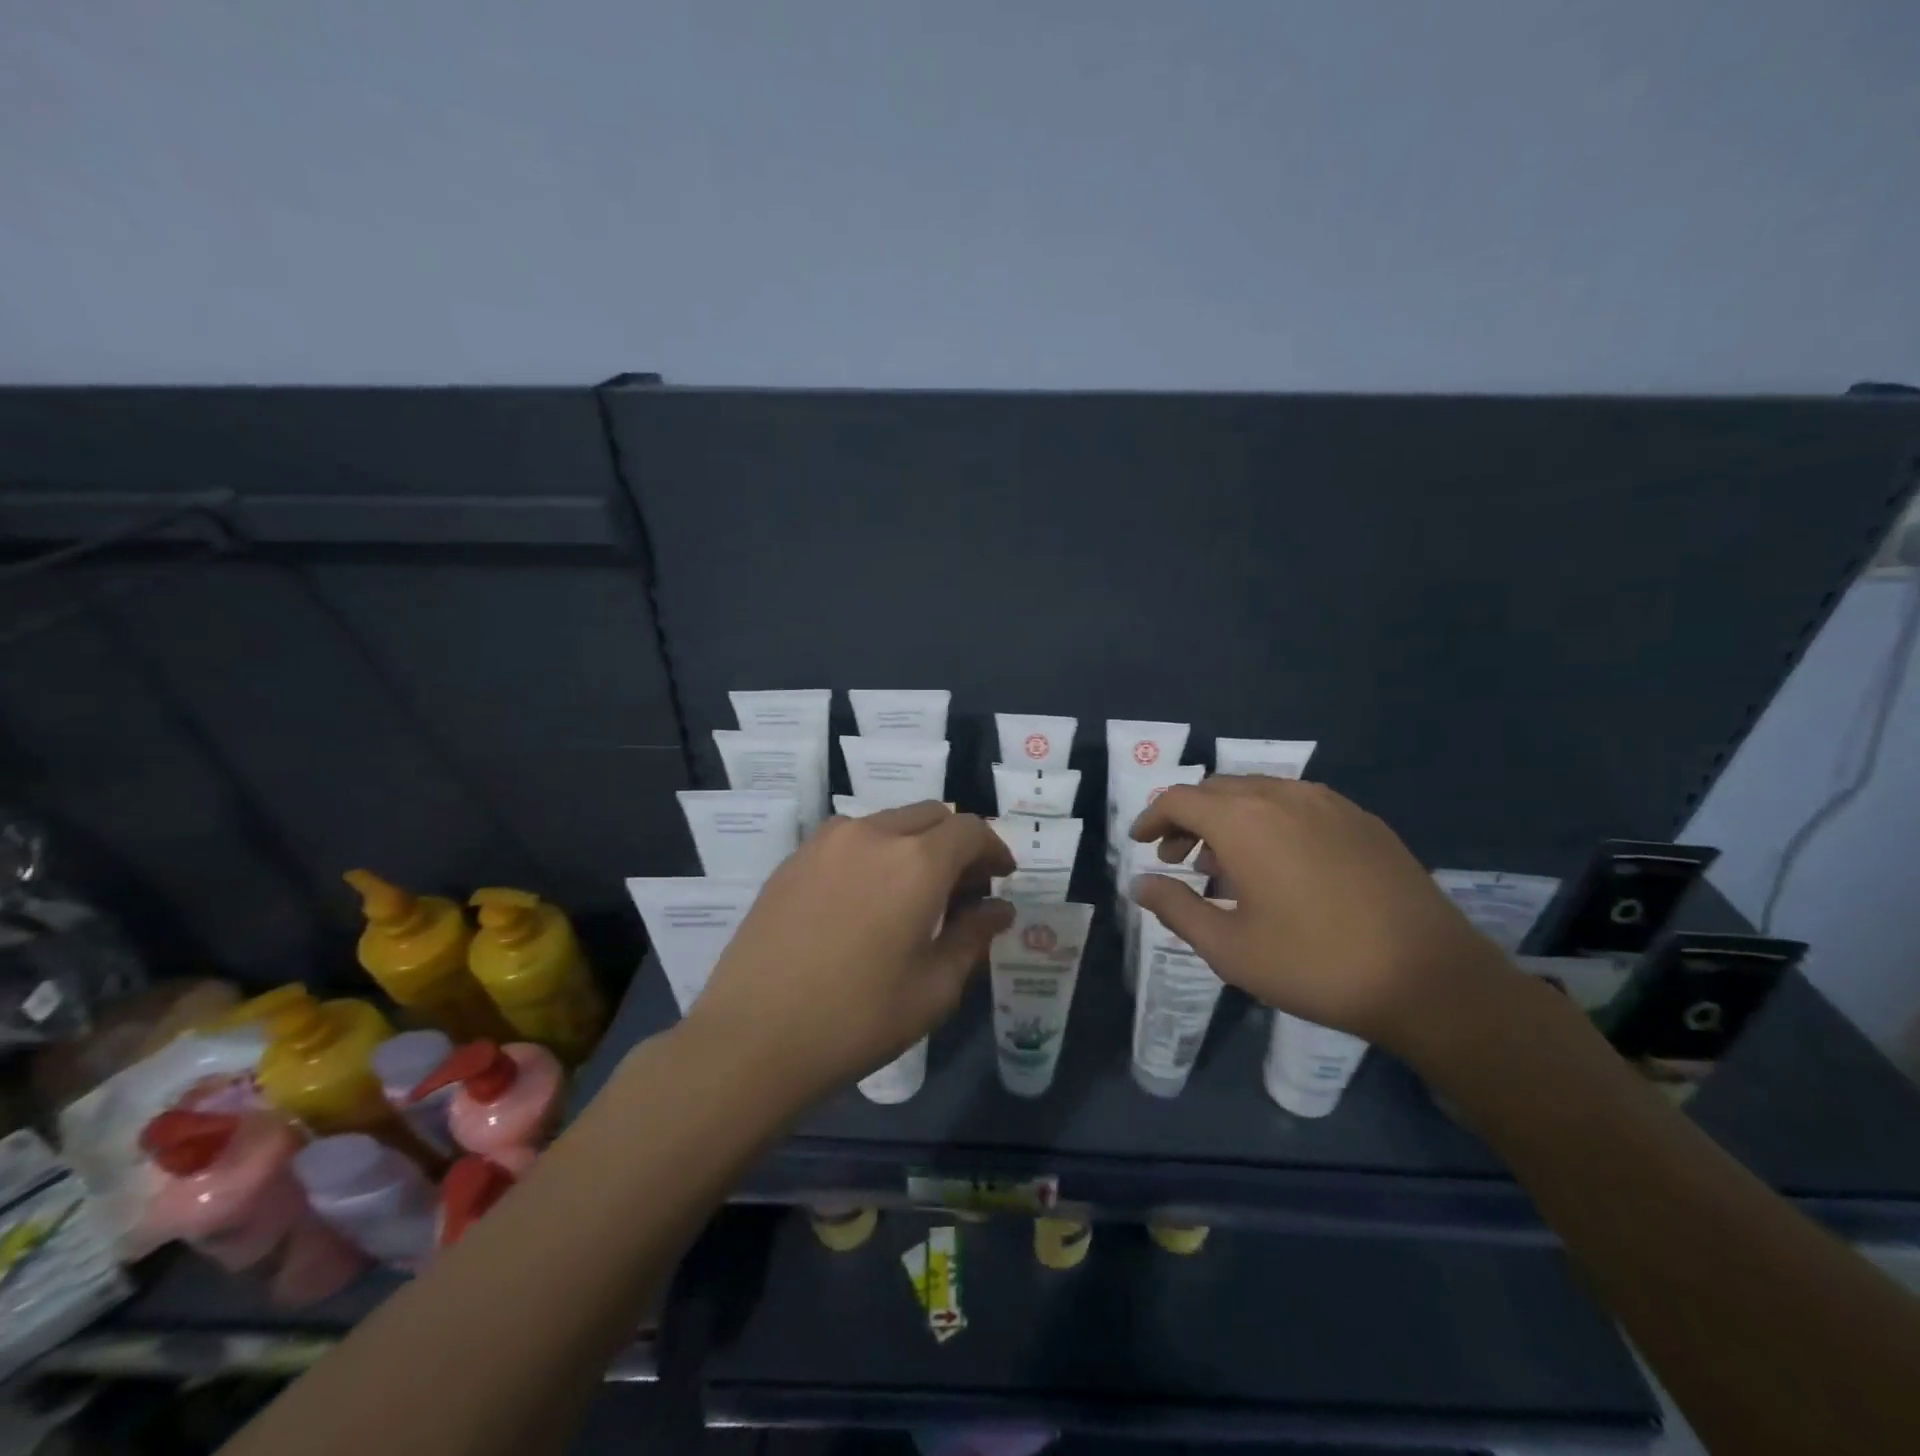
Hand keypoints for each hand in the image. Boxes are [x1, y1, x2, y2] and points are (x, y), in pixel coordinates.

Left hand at [683, 802, 1015, 1105]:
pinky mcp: (795, 858)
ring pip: (889, 822)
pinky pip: (851, 838)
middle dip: (957, 843)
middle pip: (931, 816)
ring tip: (913, 894)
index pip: (970, 830)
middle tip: (962, 890)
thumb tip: (999, 910)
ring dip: (914, 844)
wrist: (752, 1038)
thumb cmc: (856, 1020)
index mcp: (916, 862)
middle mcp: (872, 834)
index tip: (1000, 878)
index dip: (993, 849)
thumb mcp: (933, 988)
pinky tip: (867, 899)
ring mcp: (827, 842)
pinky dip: (875, 852)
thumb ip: (973, 937)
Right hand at [1129, 776, 1510, 1050]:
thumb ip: (1176, 908)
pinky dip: (1269, 821)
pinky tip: (1279, 864)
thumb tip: (1141, 884)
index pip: (1179, 799)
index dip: (1152, 817)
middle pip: (1216, 789)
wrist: (1429, 978)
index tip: (1139, 842)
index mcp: (1243, 821)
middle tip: (1177, 859)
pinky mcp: (1362, 819)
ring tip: (1224, 865)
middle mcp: (1282, 795)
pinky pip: (1297, 804)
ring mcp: (1328, 803)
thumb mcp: (1229, 947)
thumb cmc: (1314, 964)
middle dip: (1187, 818)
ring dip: (1228, 818)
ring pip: (1258, 793)